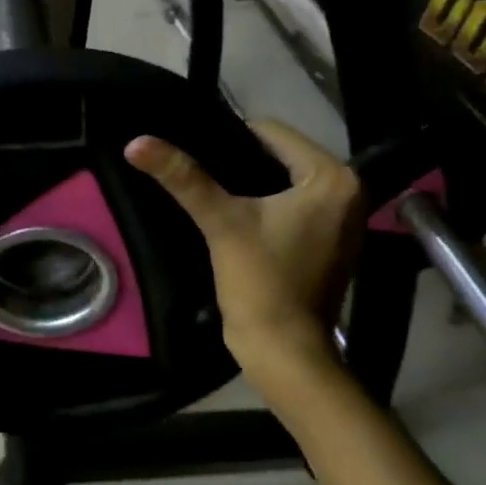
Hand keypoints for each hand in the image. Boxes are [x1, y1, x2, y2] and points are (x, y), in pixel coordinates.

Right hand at [125, 120, 361, 374]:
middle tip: (196, 169)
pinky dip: (265, 205)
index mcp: (333, 179)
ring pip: (284, 181)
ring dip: (251, 184)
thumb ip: (183, 178)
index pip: (273, 133)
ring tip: (209, 188)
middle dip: (239, 161)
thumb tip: (136, 142)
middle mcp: (349, 193)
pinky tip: (233, 213)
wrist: (284, 351)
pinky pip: (291, 205)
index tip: (194, 149)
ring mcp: (342, 220)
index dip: (229, 137)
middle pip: (280, 156)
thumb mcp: (221, 222)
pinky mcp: (329, 242)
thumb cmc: (261, 281)